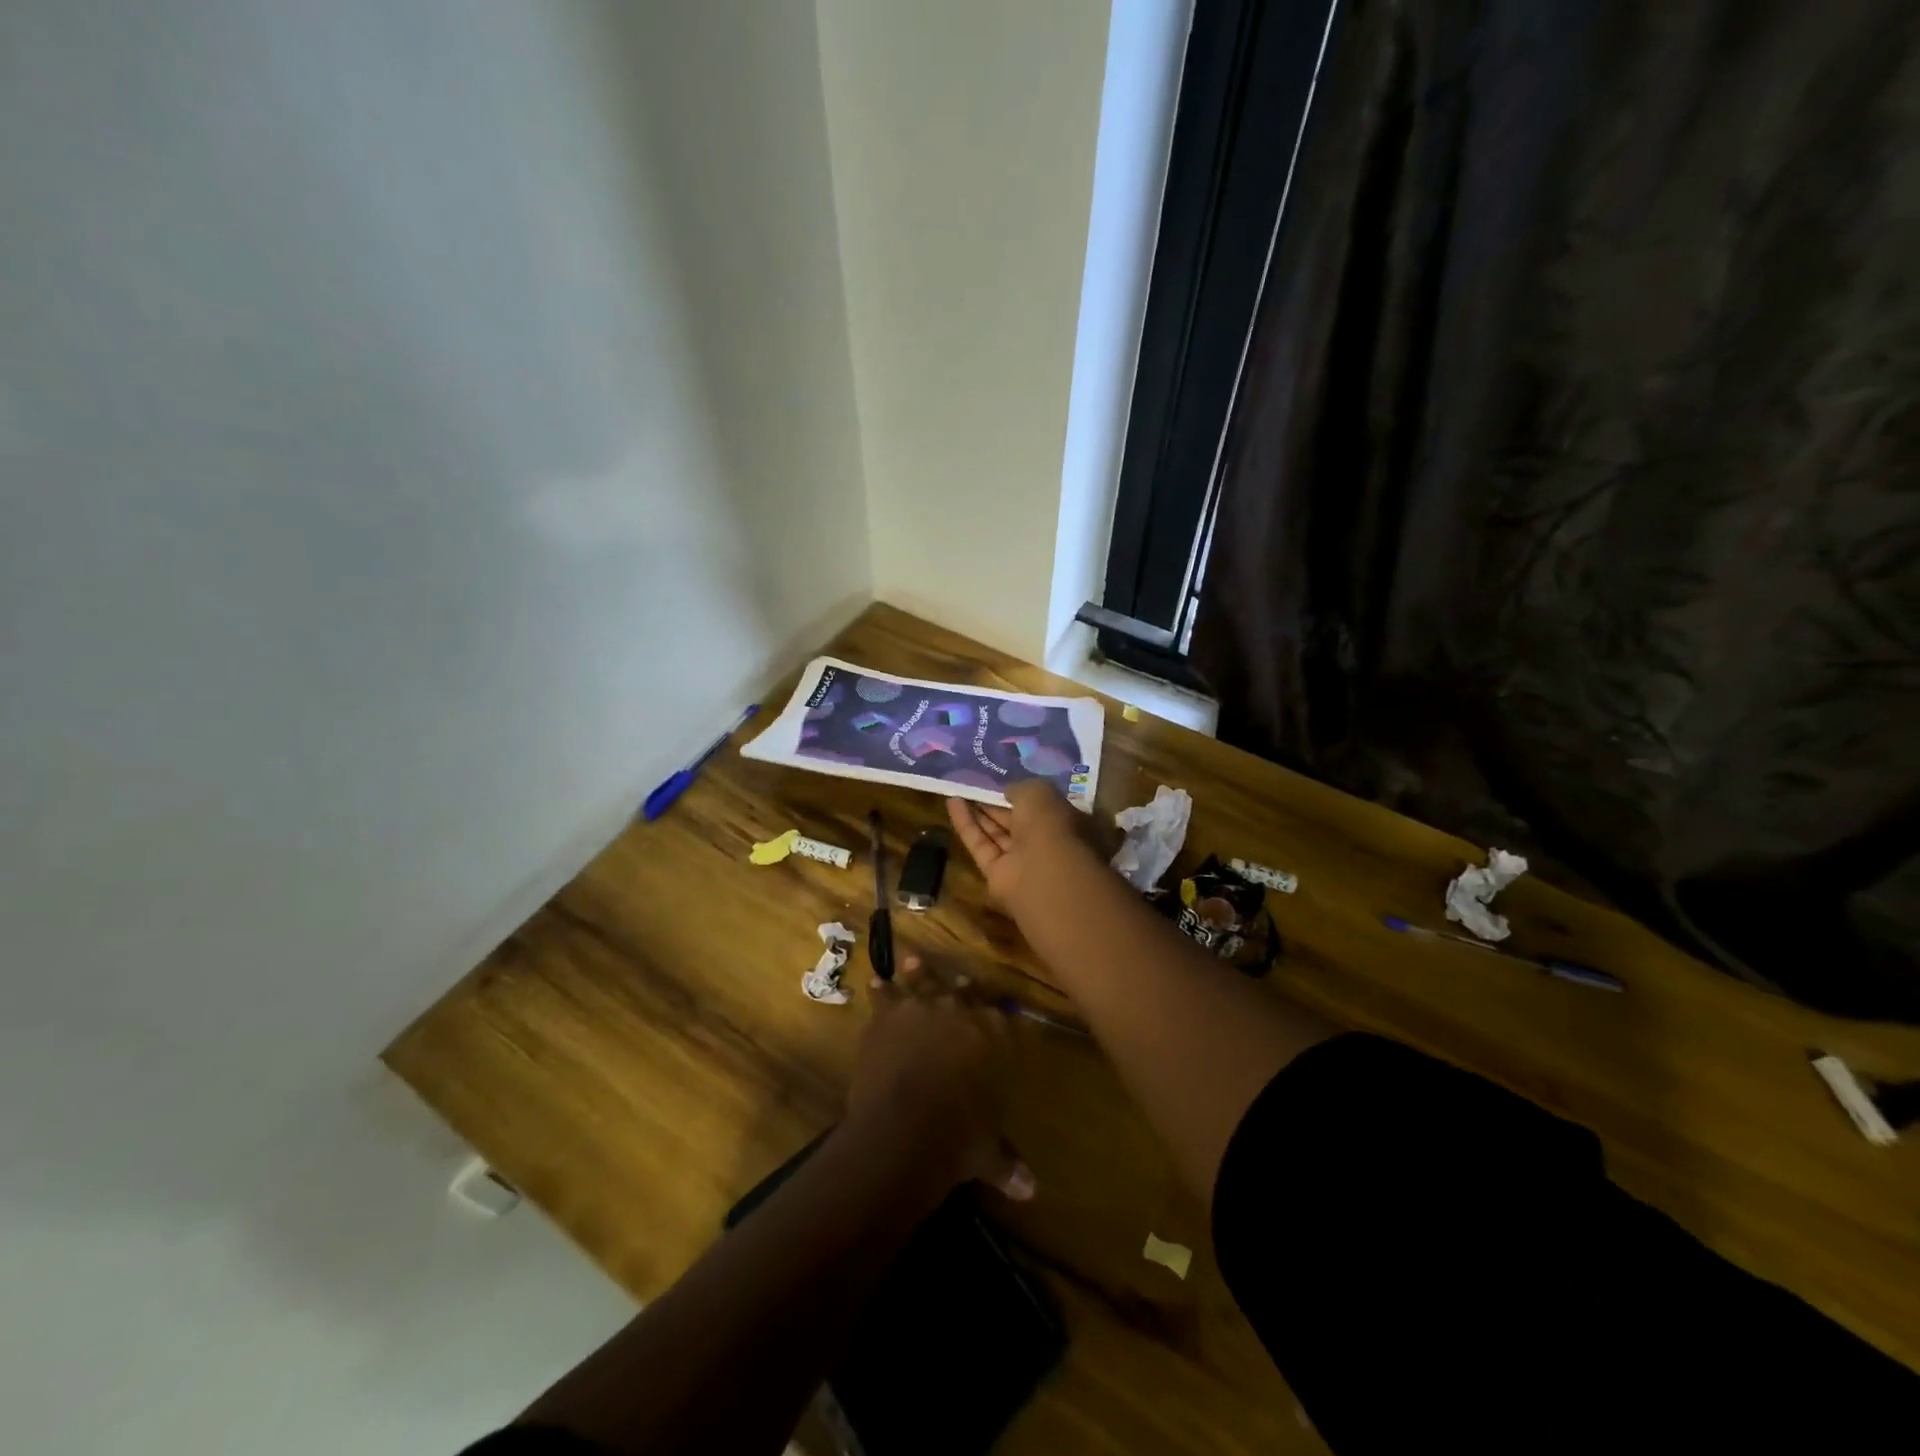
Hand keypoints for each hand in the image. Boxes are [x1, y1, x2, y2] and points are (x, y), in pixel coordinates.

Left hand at [847, 955, 1035, 1201]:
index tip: (994, 1010)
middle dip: (963, 988)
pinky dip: (880, 991)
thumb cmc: (958, 1139)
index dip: (995, 1012)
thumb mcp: (988, 1152)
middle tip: (962, 981)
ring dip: (919, 972)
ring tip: (913, 960)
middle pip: (963, 990)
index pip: (1000, 1014)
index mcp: (994, 1035)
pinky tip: (875, 982)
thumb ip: (1007, 1162)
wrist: (905, 1128)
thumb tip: (1031, 1191)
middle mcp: (961, 1011)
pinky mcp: (887, 1015)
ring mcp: (922, 1007)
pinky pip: (884, 996)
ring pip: (923, 981)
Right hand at [946, 779, 1090, 907]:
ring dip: (978, 813)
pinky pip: (980, 844)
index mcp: (1062, 821)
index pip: (1040, 805)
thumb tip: (1007, 791)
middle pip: (1015, 820)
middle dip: (996, 804)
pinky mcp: (996, 873)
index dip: (1019, 793)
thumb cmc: (1049, 825)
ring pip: (997, 833)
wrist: (1042, 873)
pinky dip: (966, 824)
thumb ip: (1020, 788)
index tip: (1000, 782)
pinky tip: (952, 802)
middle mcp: (1043, 842)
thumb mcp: (1038, 792)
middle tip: (974, 786)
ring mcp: (1020, 860)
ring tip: (958, 790)